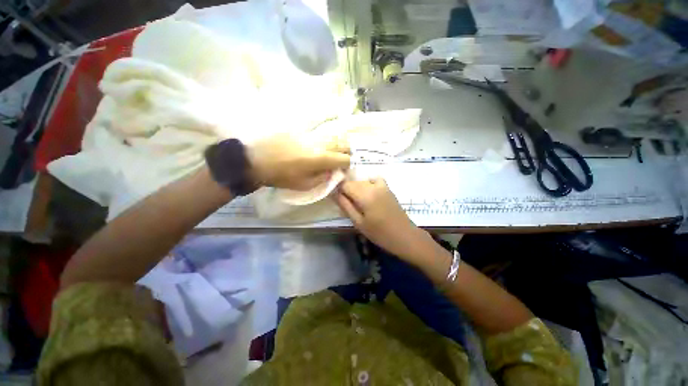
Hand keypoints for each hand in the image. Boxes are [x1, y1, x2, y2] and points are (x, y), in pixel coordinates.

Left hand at [248, 134, 350, 190]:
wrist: (257, 160)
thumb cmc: (282, 176)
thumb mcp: (304, 184)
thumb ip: (322, 178)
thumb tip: (332, 171)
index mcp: (322, 158)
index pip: (345, 159)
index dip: (349, 164)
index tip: (346, 167)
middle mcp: (320, 144)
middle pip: (342, 143)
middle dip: (348, 150)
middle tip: (347, 155)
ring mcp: (311, 135)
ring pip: (332, 136)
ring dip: (338, 142)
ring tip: (338, 148)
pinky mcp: (301, 131)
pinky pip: (319, 134)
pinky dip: (325, 139)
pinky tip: (322, 144)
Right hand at [334, 178, 432, 261]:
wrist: (404, 235)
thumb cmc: (380, 233)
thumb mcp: (359, 223)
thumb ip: (345, 205)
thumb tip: (333, 193)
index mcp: (365, 195)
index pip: (345, 184)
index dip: (337, 189)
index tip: (335, 198)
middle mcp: (373, 186)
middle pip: (353, 181)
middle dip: (346, 190)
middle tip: (346, 203)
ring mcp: (382, 185)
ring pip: (362, 181)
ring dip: (356, 188)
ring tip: (357, 202)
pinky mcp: (388, 188)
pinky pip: (374, 180)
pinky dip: (368, 184)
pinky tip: (369, 194)